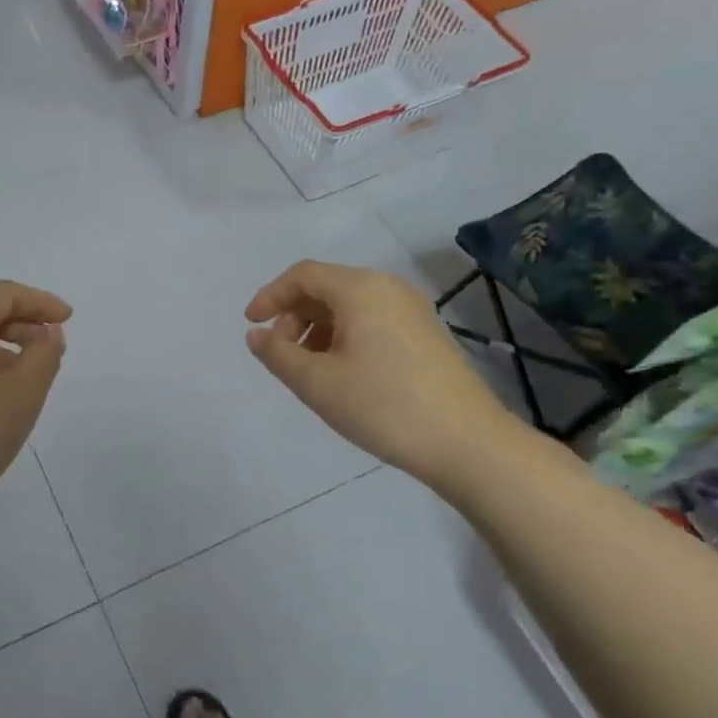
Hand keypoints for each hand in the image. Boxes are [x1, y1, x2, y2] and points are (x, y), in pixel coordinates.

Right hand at [244, 261, 512, 486]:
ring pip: (349, 306)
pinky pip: (371, 320)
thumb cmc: (383, 406)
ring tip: (308, 369)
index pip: (303, 275)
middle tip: (281, 354)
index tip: (250, 325)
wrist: (467, 442)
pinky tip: (342, 373)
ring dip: (318, 328)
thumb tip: (256, 334)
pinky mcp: (425, 333)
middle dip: (294, 315)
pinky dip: (344, 336)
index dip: (270, 296)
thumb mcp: (317, 383)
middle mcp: (388, 288)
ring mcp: (412, 310)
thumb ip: (278, 354)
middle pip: (326, 287)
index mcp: (360, 289)